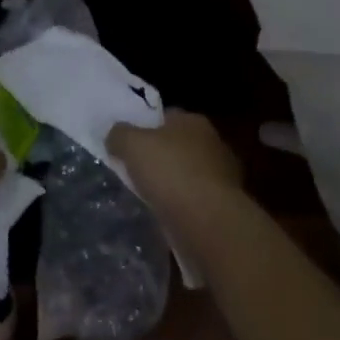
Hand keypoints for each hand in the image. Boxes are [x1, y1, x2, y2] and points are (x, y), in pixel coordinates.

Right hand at [109, 109, 242, 222]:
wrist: (207, 222)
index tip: (127, 142)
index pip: (166, 116)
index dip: (144, 127)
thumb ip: (119, 134)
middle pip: (177, 145)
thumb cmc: (170, 172)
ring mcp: (222, 175)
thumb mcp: (131, 144)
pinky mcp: (223, 205)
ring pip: (186, 173)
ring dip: (171, 182)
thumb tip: (115, 134)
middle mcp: (212, 142)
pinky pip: (194, 198)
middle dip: (159, 156)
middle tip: (134, 169)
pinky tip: (165, 213)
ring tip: (146, 195)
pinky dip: (181, 204)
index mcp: (193, 121)